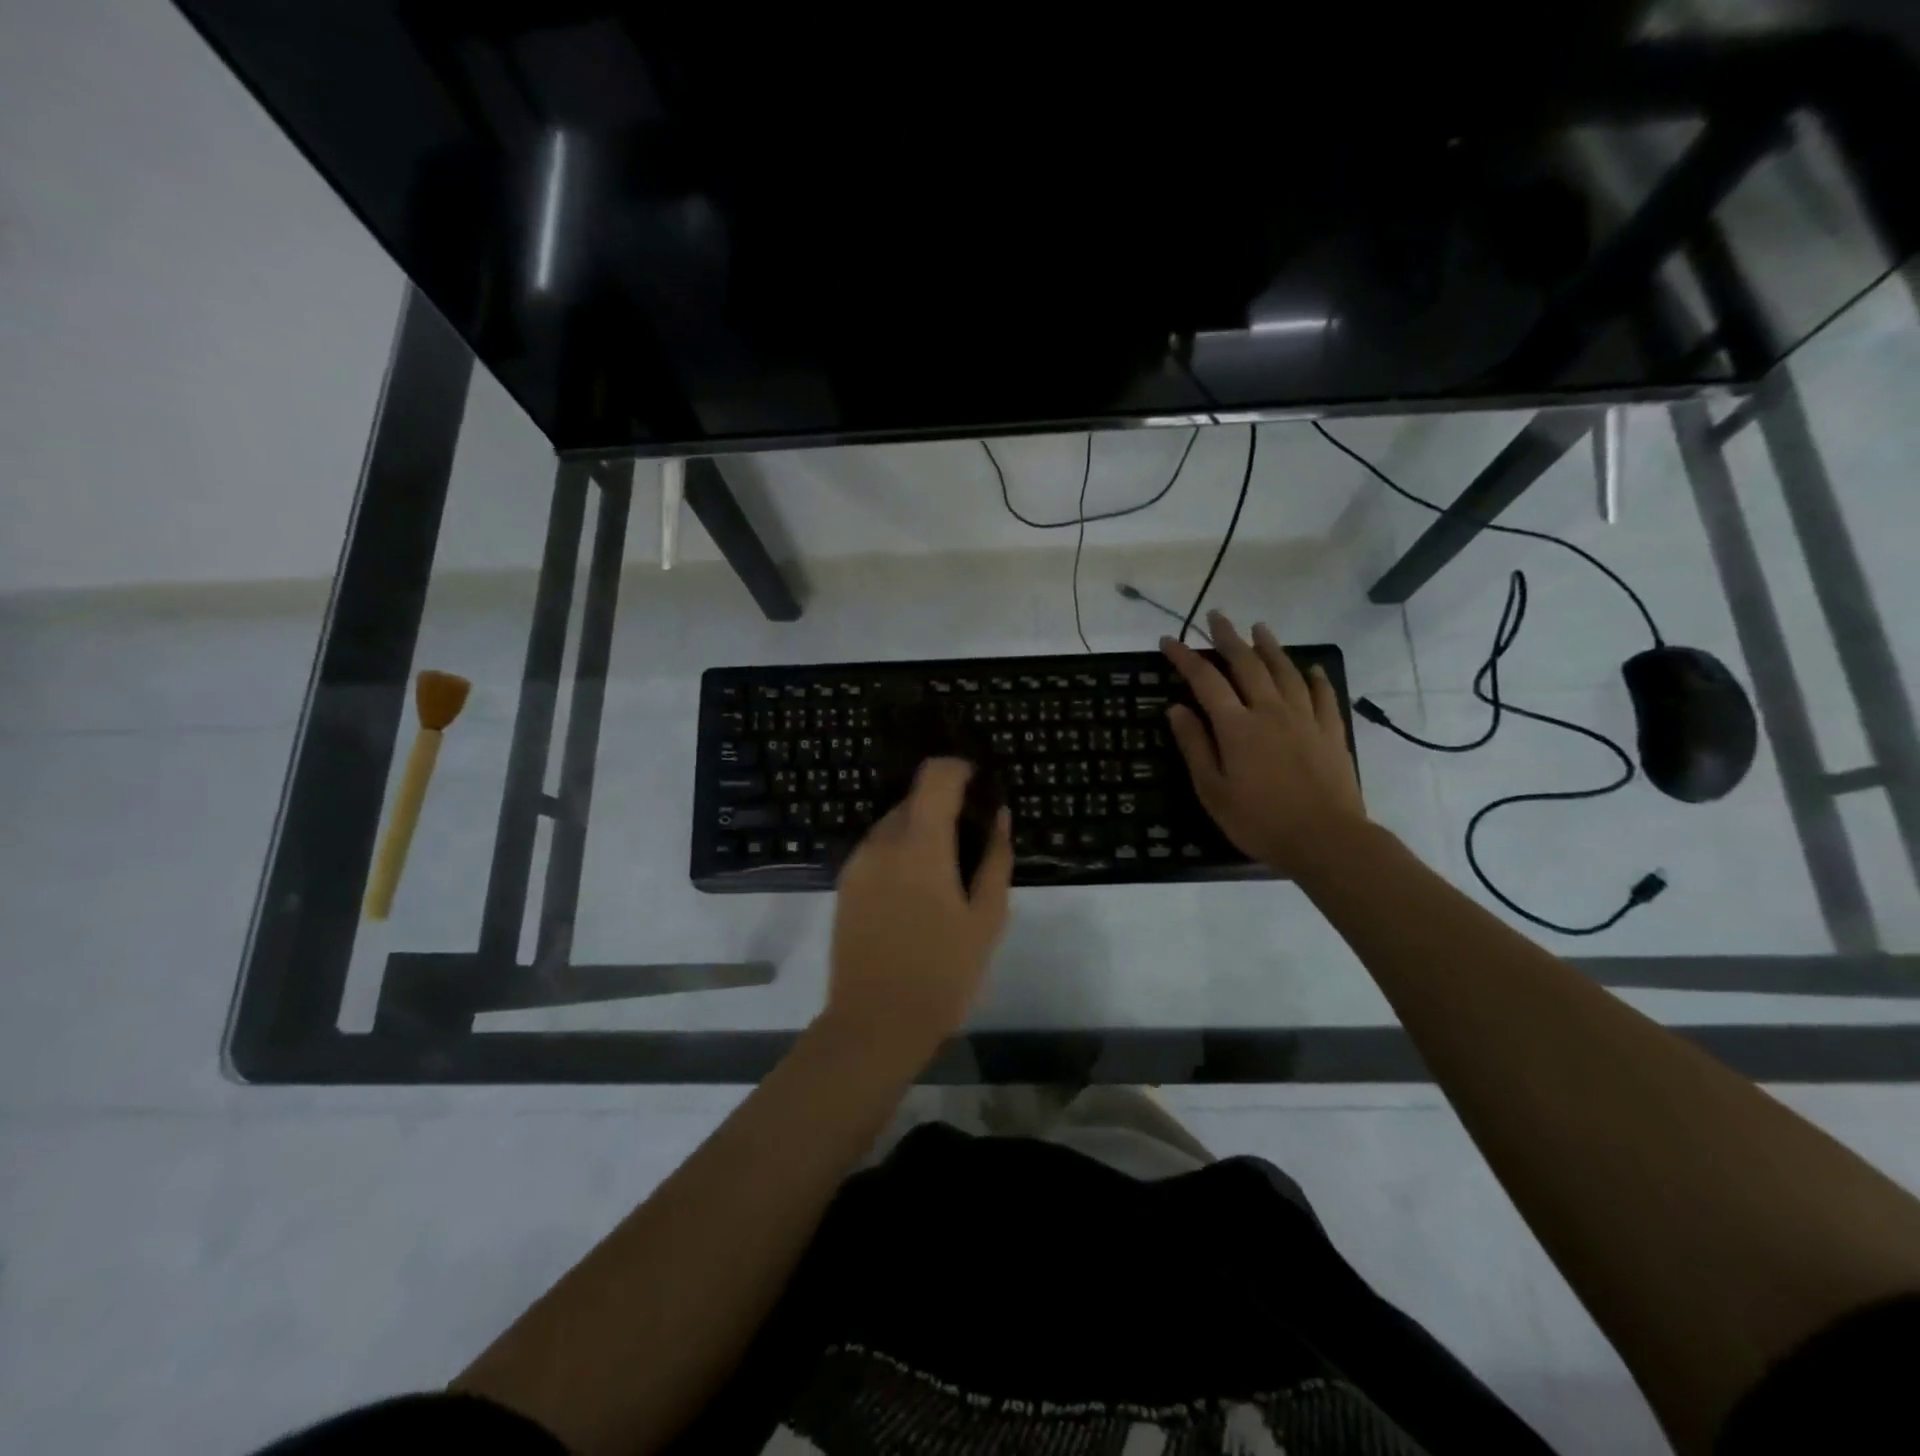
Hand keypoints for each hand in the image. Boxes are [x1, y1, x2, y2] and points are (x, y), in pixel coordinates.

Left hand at [826, 758, 1013, 1061]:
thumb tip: (1000, 816)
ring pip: (893, 825)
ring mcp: (857, 863)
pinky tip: (916, 894)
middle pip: (913, 800)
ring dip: (920, 833)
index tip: (979, 784)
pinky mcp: (844, 885)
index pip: (935, 776)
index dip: (959, 769)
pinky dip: (899, 854)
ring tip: (944, 876)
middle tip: (970, 844)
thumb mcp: (986, 918)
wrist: (875, 1023)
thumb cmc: (942, 973)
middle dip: (942, 808)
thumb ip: (995, 859)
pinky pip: (877, 850)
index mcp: (920, 844)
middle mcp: (882, 842)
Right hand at [1162, 612, 1367, 876]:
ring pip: (1285, 671)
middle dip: (1228, 637)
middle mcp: (1270, 711)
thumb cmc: (1259, 820)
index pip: (1205, 680)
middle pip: (1246, 664)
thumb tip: (1176, 709)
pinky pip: (1323, 695)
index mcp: (1236, 726)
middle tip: (1216, 617)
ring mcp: (1305, 718)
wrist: (1326, 839)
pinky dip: (1314, 678)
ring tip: (1259, 628)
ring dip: (1269, 647)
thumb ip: (1195, 746)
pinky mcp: (1330, 731)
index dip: (1185, 657)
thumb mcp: (1212, 790)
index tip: (1168, 641)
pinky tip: (1311, 668)